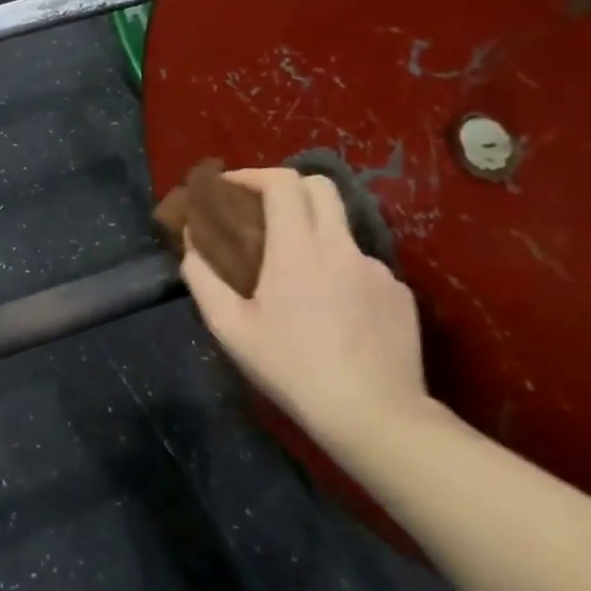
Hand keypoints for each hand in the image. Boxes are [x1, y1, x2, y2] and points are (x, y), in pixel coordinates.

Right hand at [180, 167, 428, 452]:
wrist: (374, 416)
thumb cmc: (291, 368)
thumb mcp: (229, 328)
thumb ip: (202, 277)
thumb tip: (190, 242)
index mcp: (299, 249)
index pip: (282, 183)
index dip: (252, 174)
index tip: (228, 187)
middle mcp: (342, 247)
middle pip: (320, 187)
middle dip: (285, 186)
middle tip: (258, 210)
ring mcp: (378, 270)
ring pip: (340, 230)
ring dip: (310, 233)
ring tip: (290, 275)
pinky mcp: (400, 295)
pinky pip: (360, 266)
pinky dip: (336, 270)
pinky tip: (328, 309)